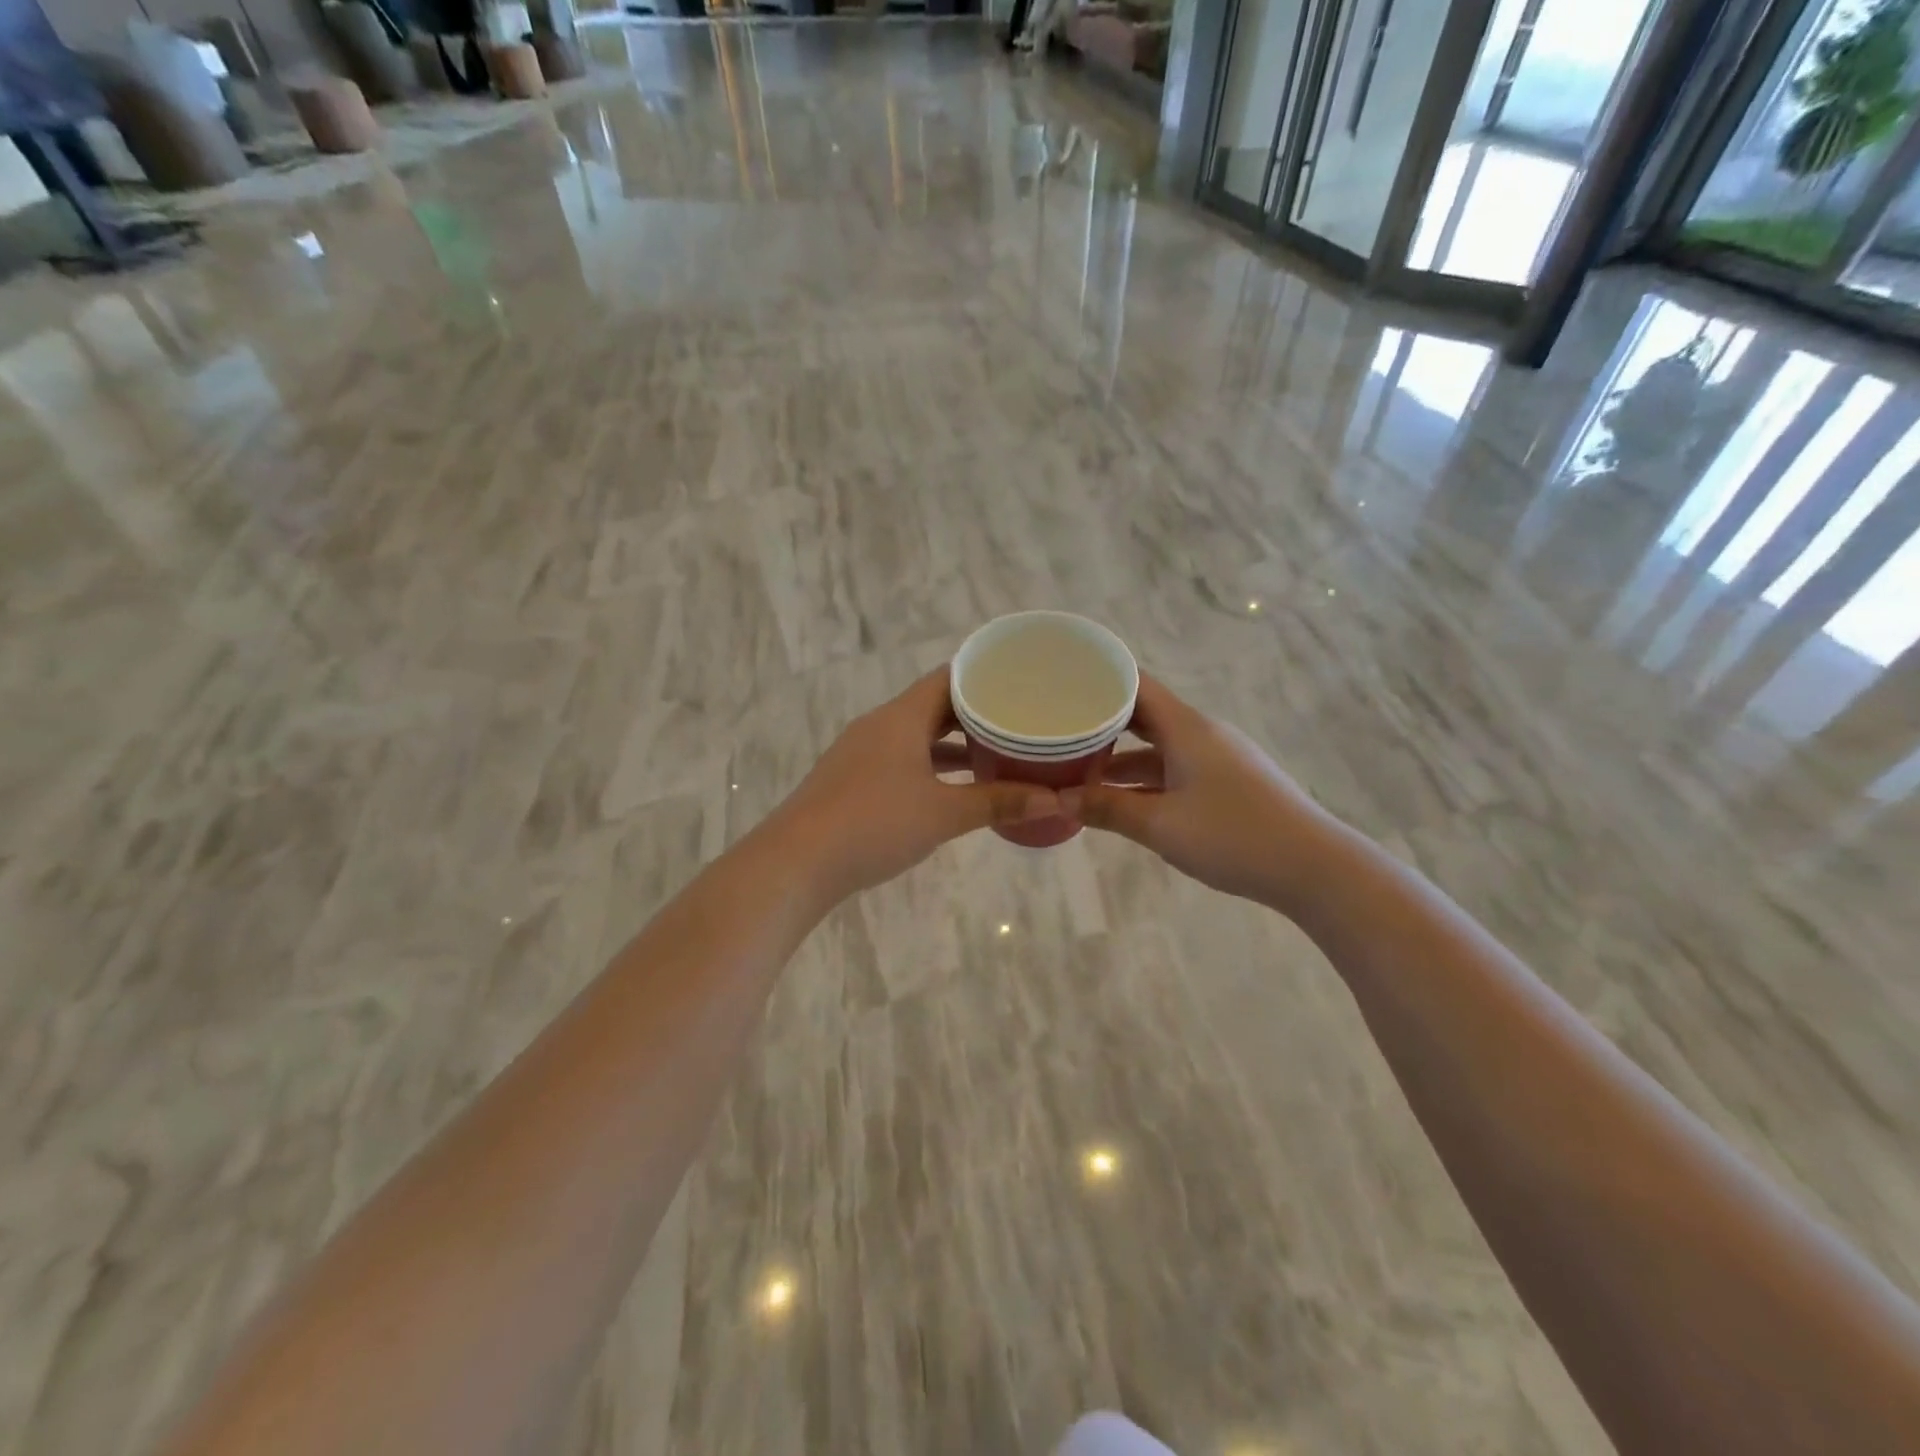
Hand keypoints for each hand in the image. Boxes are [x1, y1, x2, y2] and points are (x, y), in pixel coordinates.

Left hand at [775, 668, 1061, 902]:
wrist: (797, 862)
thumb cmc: (874, 824)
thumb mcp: (943, 814)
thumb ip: (998, 802)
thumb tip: (1054, 800)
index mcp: (901, 717)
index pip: (949, 677)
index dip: (985, 676)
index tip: (1021, 682)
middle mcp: (880, 725)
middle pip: (934, 705)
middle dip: (976, 713)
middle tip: (1019, 720)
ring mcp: (862, 753)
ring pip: (917, 735)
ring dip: (953, 743)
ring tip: (996, 752)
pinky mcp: (852, 780)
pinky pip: (901, 759)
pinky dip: (930, 766)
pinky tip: (953, 788)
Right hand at [1060, 674, 1339, 906]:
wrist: (1313, 867)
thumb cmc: (1233, 836)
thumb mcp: (1161, 825)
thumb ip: (1108, 808)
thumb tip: (1061, 798)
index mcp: (1186, 728)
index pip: (1135, 684)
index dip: (1099, 678)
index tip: (1059, 681)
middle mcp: (1201, 734)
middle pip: (1143, 713)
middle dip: (1101, 719)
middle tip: (1058, 724)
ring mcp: (1216, 758)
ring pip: (1158, 745)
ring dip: (1120, 755)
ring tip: (1076, 765)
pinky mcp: (1226, 782)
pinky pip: (1174, 767)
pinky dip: (1144, 777)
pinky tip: (1119, 796)